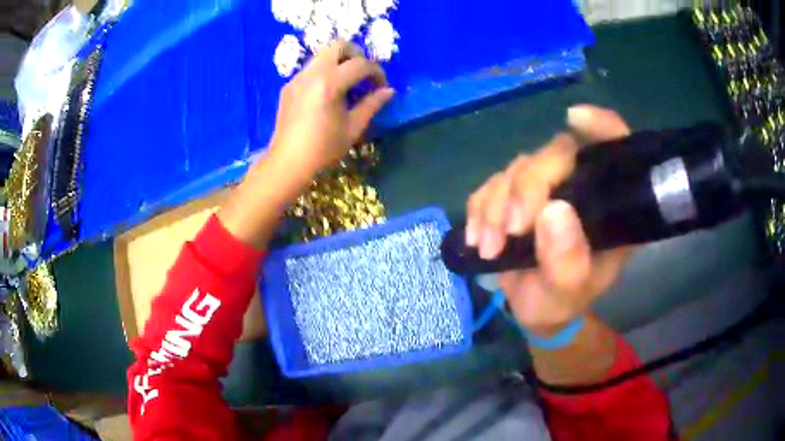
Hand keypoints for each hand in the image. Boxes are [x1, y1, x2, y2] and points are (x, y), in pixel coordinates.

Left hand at [218, 40, 392, 247]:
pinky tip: (327, 94)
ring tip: (346, 83)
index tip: (381, 86)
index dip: (377, 72)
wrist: (287, 162)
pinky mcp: (289, 86)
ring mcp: (297, 78)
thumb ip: (372, 104)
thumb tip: (389, 91)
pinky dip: (324, 72)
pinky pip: (310, 68)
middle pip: (338, 45)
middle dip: (356, 55)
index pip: (360, 64)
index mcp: (329, 83)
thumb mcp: (353, 128)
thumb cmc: (323, 149)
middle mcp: (312, 73)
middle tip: (363, 74)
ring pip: (322, 55)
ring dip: (339, 62)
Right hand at [465, 105, 633, 335]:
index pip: (615, 148)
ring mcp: (547, 188)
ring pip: (517, 168)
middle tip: (510, 232)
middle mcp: (581, 186)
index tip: (575, 119)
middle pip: (555, 155)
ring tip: (489, 247)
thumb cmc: (561, 302)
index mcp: (610, 205)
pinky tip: (477, 238)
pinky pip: (491, 184)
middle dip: (526, 189)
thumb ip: (568, 262)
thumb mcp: (569, 293)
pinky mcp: (516, 195)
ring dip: (495, 205)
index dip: (601, 126)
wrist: (534, 308)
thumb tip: (554, 211)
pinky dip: (479, 208)